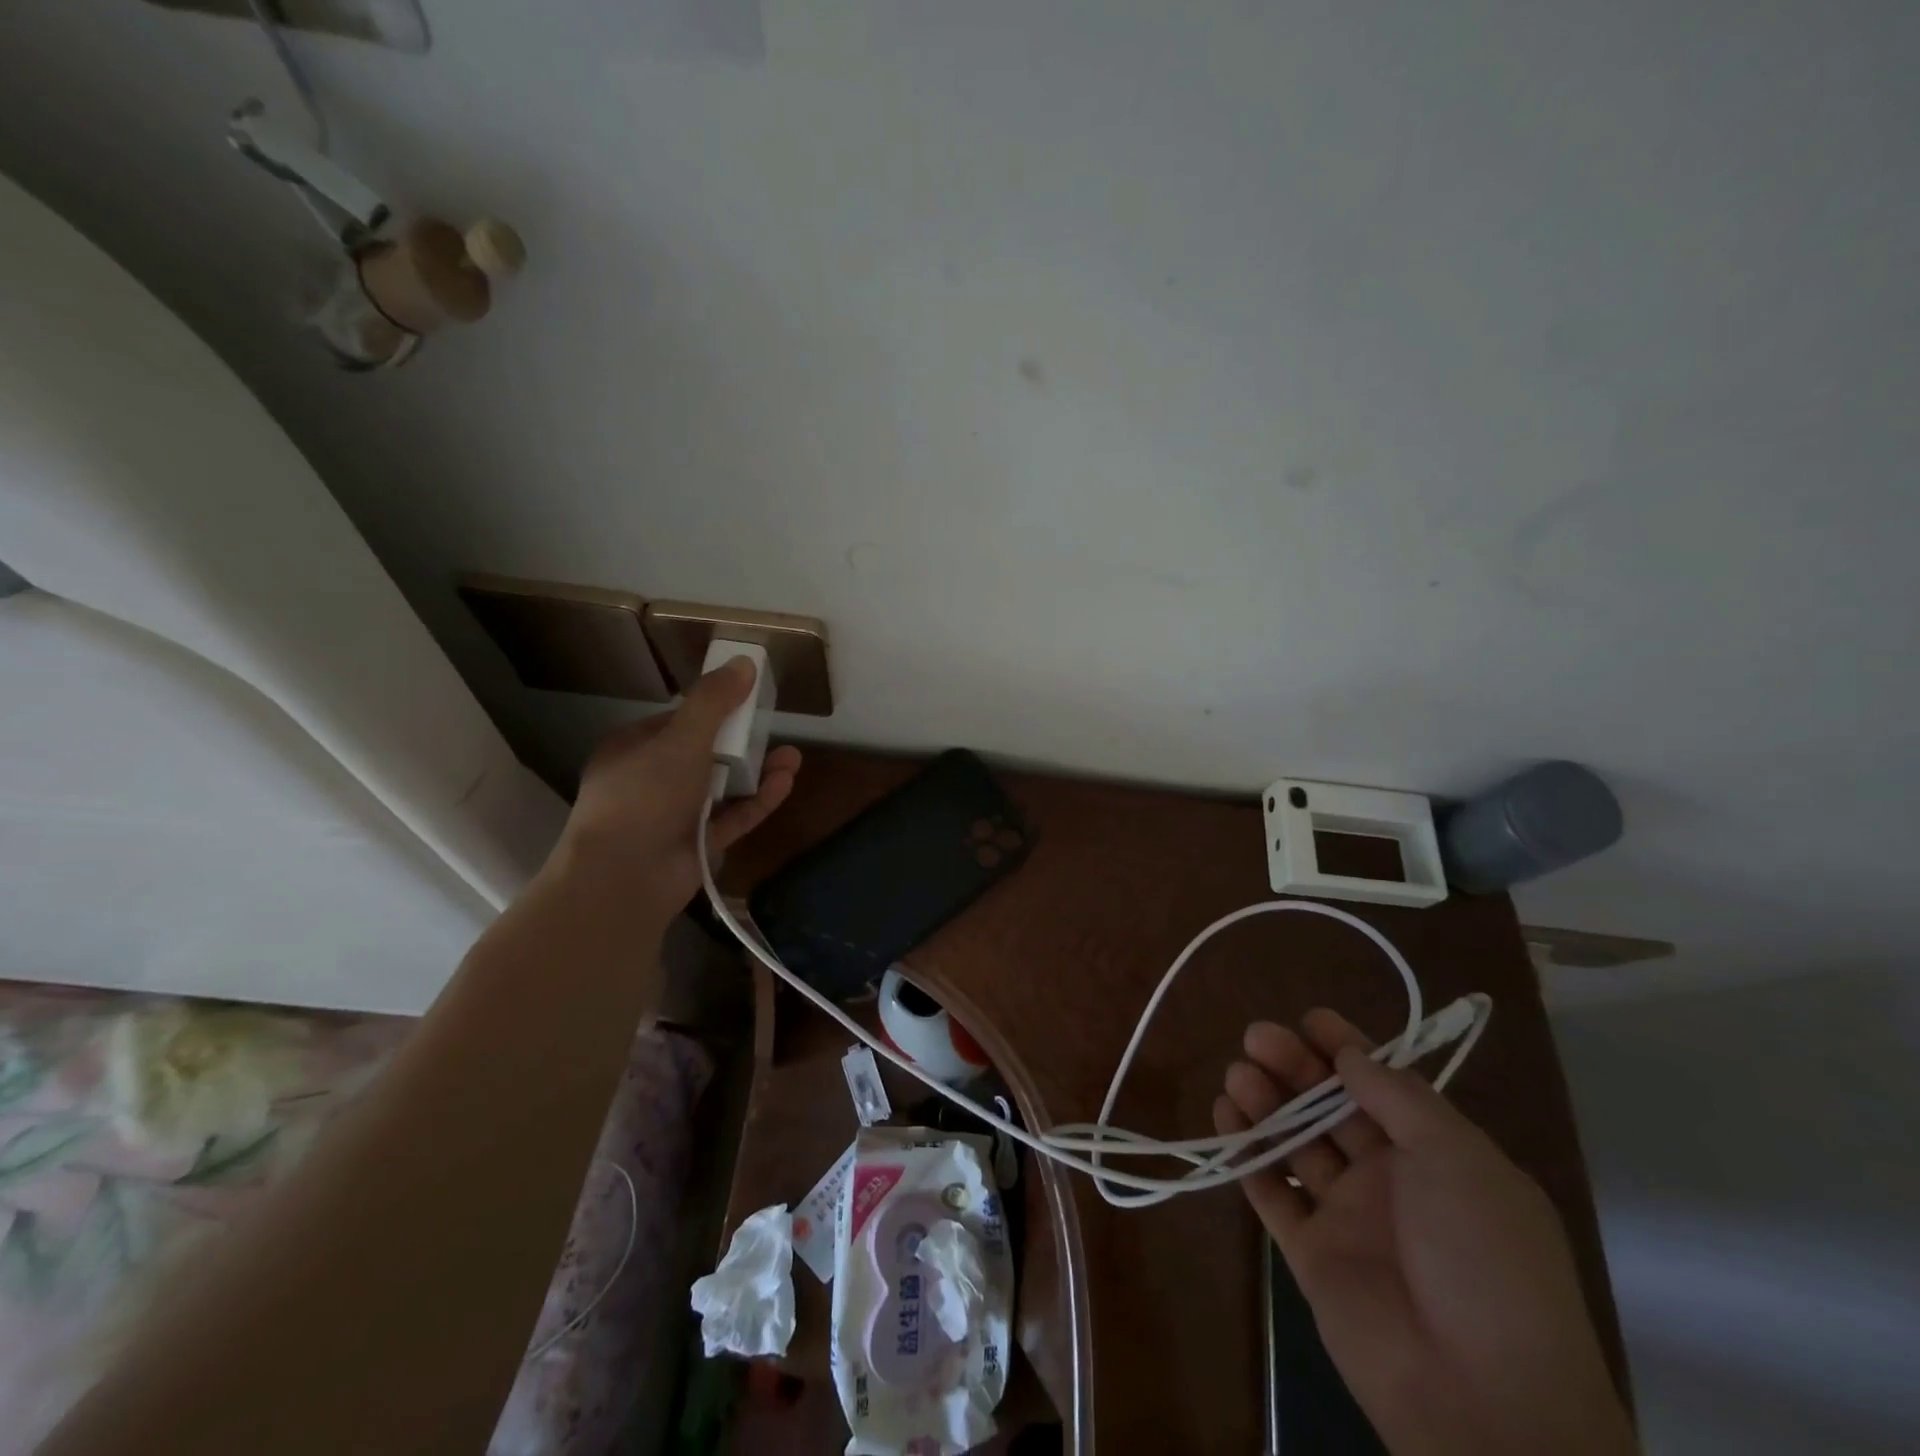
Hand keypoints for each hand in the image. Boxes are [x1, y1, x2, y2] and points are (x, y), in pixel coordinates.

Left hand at [551, 657, 800, 916]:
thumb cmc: (644, 796)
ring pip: (722, 787)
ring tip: (793, 759)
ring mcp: (673, 816)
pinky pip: (731, 817)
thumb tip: (744, 662)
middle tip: (774, 730)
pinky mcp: (695, 845)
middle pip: (704, 755)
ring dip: (756, 772)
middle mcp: (650, 781)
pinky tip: (785, 783)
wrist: (624, 877)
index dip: (712, 710)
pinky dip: (757, 801)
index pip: (677, 722)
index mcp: (633, 750)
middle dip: (743, 743)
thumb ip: (713, 701)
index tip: (747, 701)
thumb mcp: (681, 739)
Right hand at [1215, 1011, 1635, 1455]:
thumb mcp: (1458, 1159)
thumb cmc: (1483, 1257)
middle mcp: (1392, 1181)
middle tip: (1256, 1037)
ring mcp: (1349, 1218)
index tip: (1309, 1019)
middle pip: (1331, 1108)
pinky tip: (1226, 1117)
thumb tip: (1352, 1055)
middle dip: (1296, 1068)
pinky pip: (1273, 1192)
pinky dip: (1247, 1154)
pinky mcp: (1311, 1253)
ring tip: (1237, 1073)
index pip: (1383, 1087)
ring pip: (1297, 1144)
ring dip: (1267, 1104)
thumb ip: (1399, 1099)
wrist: (1482, 1398)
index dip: (1348, 1049)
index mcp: (1437, 1157)